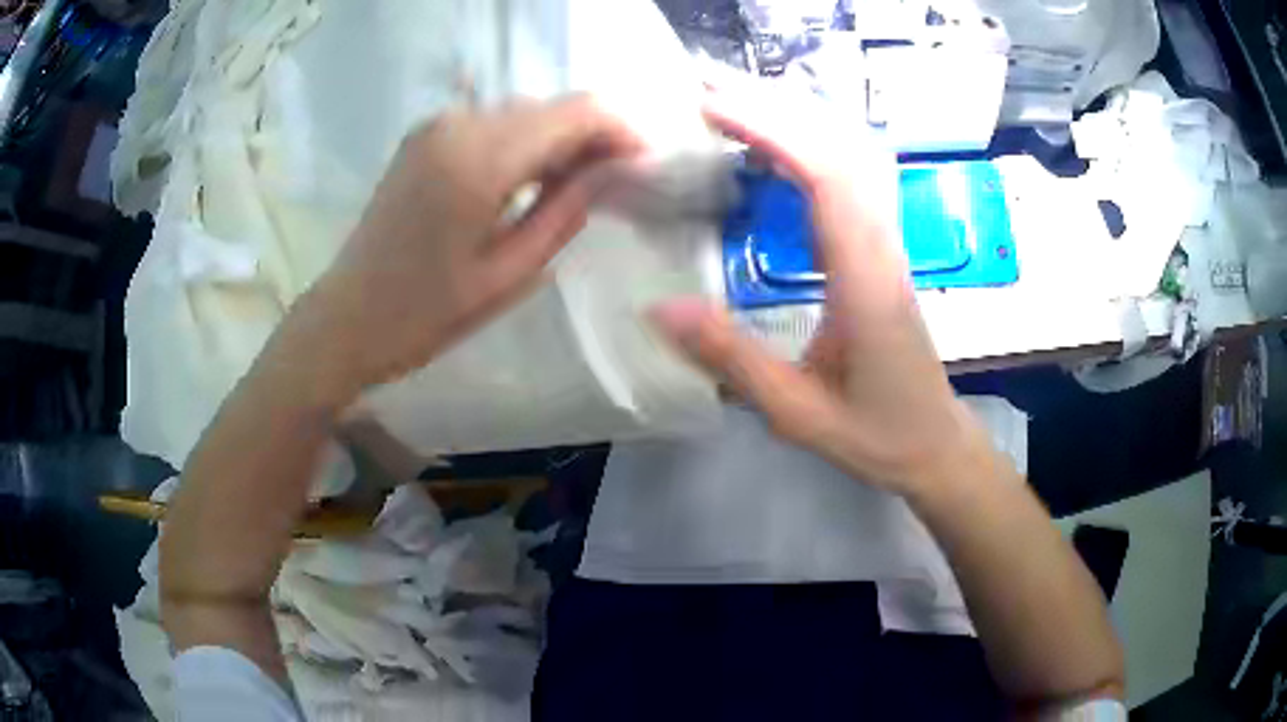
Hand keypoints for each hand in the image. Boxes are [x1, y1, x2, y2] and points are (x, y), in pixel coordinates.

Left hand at [282, 96, 643, 404]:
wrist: (346, 318)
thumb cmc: (424, 314)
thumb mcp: (508, 274)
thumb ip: (565, 212)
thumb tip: (609, 173)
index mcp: (479, 158)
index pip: (577, 112)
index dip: (621, 130)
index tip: (646, 165)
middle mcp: (458, 124)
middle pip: (552, 106)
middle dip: (594, 136)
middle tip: (618, 184)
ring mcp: (436, 126)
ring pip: (525, 113)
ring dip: (560, 140)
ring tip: (581, 186)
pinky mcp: (425, 137)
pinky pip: (493, 125)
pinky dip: (524, 144)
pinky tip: (534, 180)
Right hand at [650, 88, 984, 493]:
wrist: (934, 443)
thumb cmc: (875, 433)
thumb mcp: (797, 412)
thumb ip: (732, 361)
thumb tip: (659, 309)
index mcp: (864, 279)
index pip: (824, 177)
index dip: (771, 132)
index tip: (714, 108)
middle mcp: (881, 247)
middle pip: (838, 151)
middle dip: (774, 111)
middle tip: (708, 92)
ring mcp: (886, 245)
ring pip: (849, 158)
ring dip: (795, 122)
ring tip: (734, 108)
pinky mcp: (881, 251)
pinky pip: (850, 180)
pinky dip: (810, 149)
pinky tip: (778, 151)